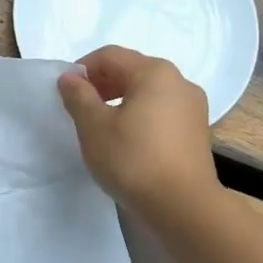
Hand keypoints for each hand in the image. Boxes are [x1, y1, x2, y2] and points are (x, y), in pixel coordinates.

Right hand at [57, 45, 216, 218]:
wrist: (183, 206)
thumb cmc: (133, 159)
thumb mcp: (94, 127)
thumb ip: (78, 96)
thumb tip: (70, 77)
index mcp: (154, 72)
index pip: (110, 56)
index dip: (82, 69)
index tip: (65, 92)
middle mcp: (179, 81)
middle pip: (132, 70)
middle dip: (102, 84)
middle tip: (80, 108)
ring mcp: (193, 106)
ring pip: (149, 92)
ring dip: (121, 100)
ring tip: (102, 126)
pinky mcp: (197, 131)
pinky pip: (162, 111)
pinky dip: (141, 116)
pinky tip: (128, 140)